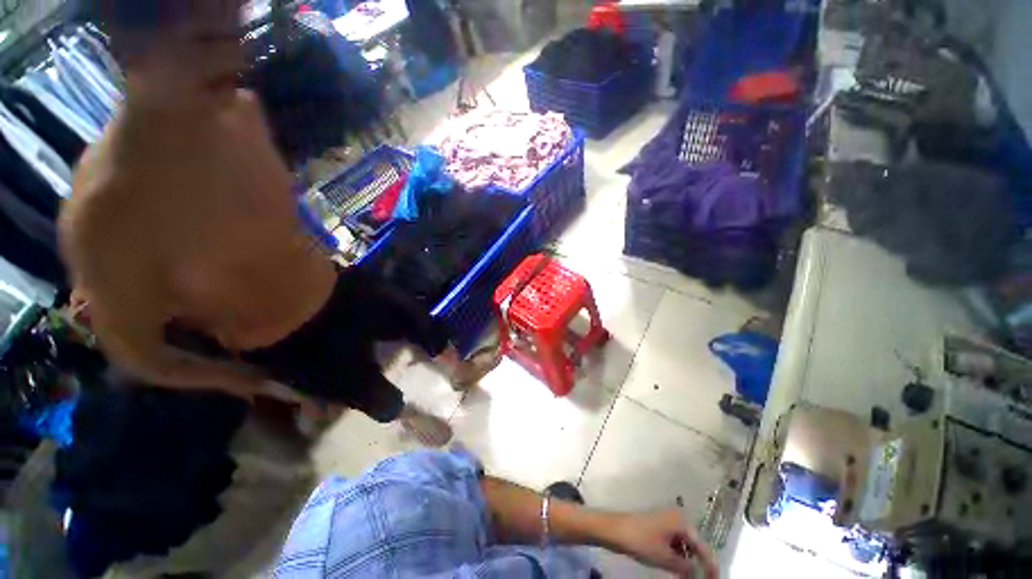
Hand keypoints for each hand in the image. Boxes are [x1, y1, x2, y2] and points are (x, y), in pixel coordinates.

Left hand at [610, 509, 718, 578]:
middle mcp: (676, 518)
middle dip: (697, 566)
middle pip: (694, 546)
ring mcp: (666, 522)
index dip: (711, 568)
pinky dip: (676, 558)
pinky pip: (674, 544)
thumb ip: (687, 567)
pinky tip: (675, 570)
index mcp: (682, 522)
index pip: (704, 548)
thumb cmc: (642, 541)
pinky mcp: (658, 527)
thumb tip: (698, 573)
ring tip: (684, 577)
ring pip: (684, 546)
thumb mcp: (666, 559)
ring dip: (686, 563)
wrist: (615, 529)